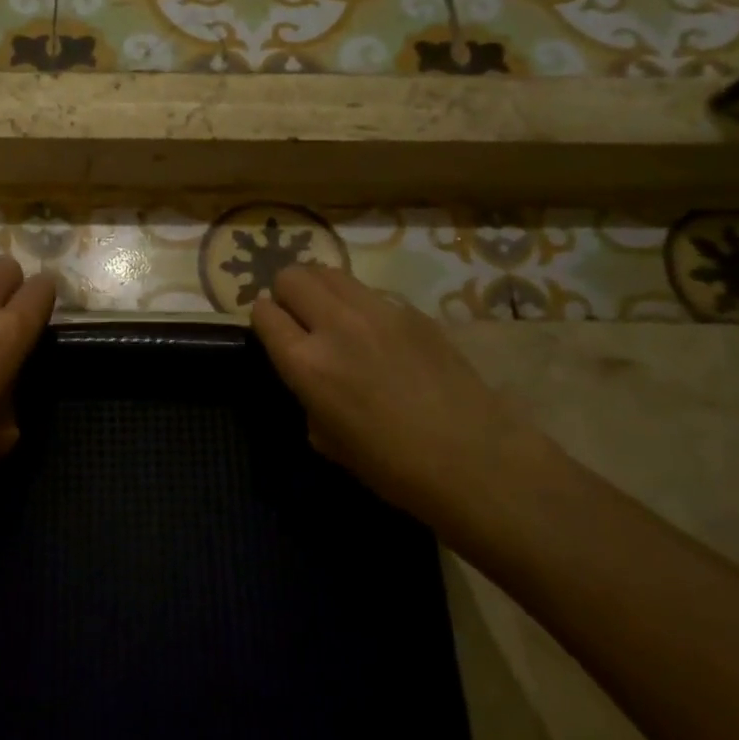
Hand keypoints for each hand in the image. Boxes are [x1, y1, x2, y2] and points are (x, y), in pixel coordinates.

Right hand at [250, 265, 520, 515]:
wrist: (474, 460)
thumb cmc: (392, 466)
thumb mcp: (327, 439)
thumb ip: (307, 395)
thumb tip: (309, 375)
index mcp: (306, 363)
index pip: (264, 312)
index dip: (263, 321)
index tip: (273, 334)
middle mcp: (335, 325)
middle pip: (292, 276)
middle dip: (287, 294)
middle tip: (299, 320)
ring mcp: (377, 311)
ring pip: (329, 272)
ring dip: (320, 290)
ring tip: (333, 318)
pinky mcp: (411, 309)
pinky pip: (369, 291)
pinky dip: (359, 304)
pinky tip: (378, 336)